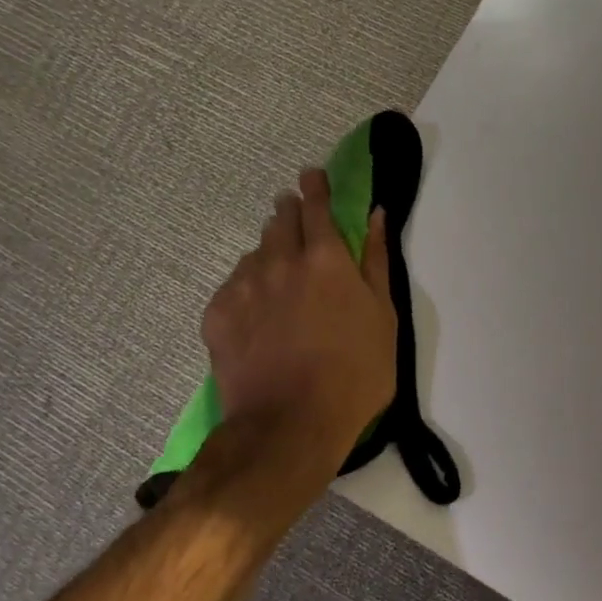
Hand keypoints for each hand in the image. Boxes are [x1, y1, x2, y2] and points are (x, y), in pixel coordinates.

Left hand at [203, 168, 396, 460]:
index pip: (316, 205)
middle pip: (280, 220)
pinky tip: (258, 314)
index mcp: (326, 259)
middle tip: (296, 221)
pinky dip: (248, 288)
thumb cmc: (354, 374)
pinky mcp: (217, 314)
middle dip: (289, 212)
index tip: (311, 175)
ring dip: (269, 252)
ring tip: (280, 278)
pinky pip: (234, 286)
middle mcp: (280, 261)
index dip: (315, 186)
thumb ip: (377, 261)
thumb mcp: (384, 319)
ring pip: (255, 253)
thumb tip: (376, 215)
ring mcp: (243, 286)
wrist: (290, 425)